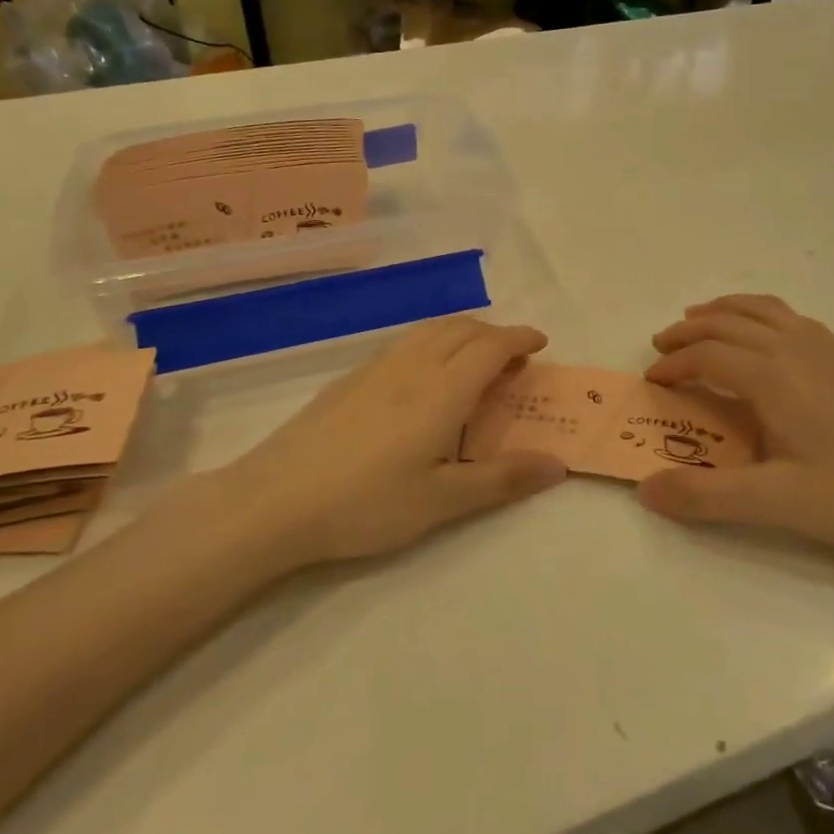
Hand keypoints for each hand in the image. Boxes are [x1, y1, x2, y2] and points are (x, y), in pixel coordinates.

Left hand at [215, 317, 566, 565]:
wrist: (275, 501)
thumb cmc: (367, 505)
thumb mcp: (442, 501)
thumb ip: (502, 480)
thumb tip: (558, 464)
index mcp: (442, 390)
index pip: (490, 346)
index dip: (519, 339)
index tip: (540, 344)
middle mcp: (412, 366)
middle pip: (462, 328)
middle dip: (494, 333)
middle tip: (513, 358)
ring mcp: (375, 368)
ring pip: (429, 330)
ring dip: (462, 332)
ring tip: (474, 358)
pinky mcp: (349, 379)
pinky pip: (404, 343)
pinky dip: (432, 341)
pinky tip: (423, 374)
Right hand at [636, 295, 833, 566]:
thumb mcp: (776, 504)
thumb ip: (705, 495)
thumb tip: (644, 490)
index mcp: (773, 376)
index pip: (707, 355)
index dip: (673, 365)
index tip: (651, 384)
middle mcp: (795, 349)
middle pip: (728, 322)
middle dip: (688, 331)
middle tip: (660, 346)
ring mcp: (827, 350)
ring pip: (762, 310)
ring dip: (723, 311)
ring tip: (699, 321)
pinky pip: (790, 318)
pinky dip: (759, 314)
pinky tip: (763, 339)